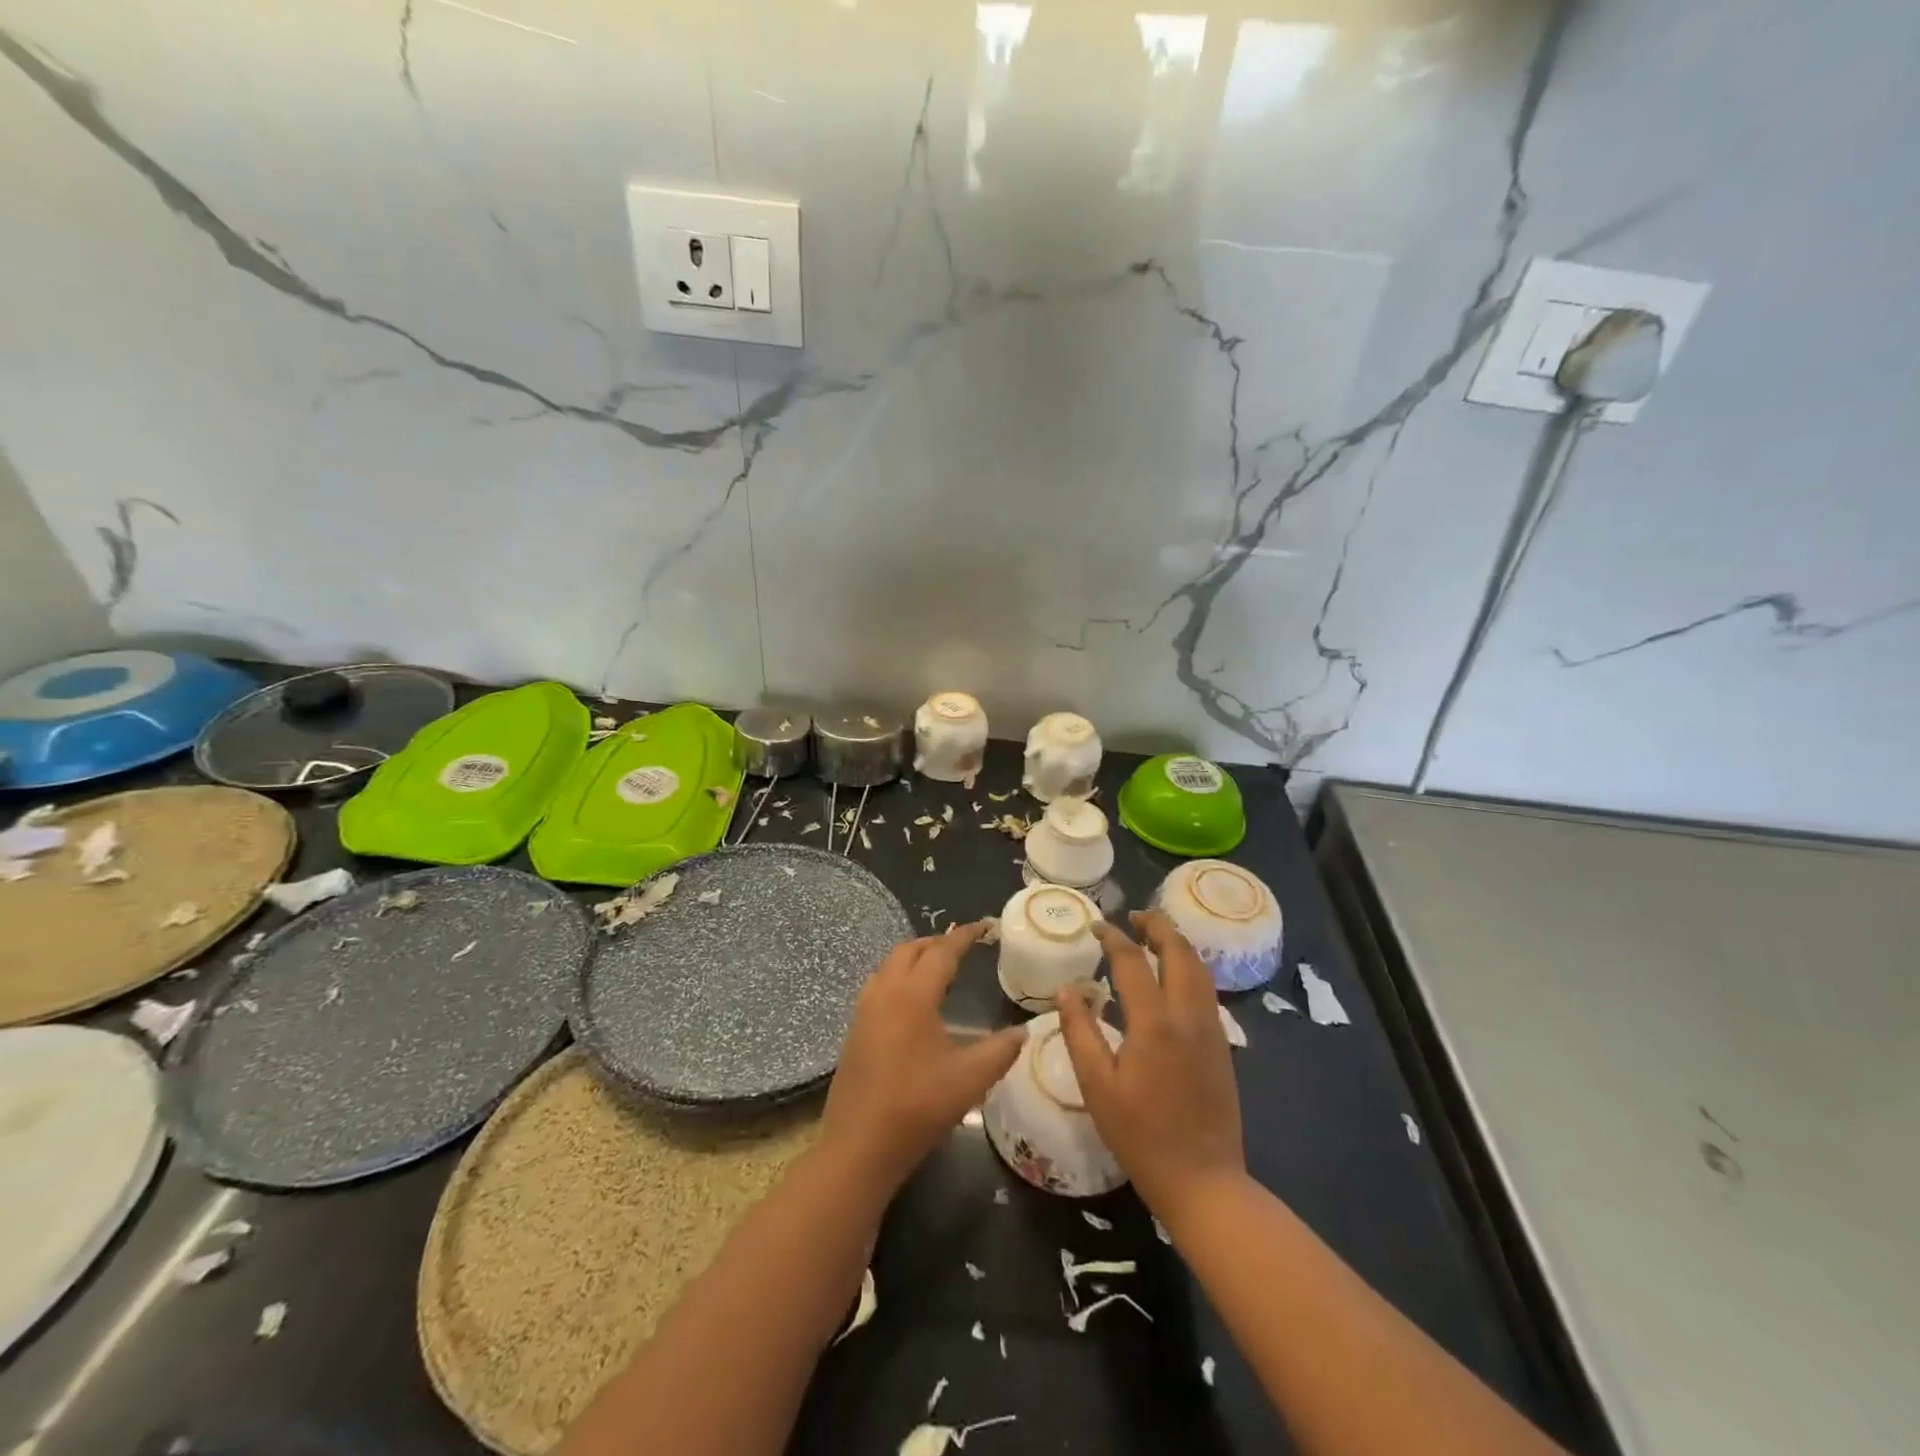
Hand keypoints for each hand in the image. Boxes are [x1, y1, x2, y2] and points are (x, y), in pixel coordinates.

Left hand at [823, 922, 1025, 1190]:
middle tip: (963, 947)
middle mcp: (885, 992)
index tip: (984, 926)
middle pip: (910, 949)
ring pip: (890, 965)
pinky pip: (878, 984)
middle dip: (937, 942)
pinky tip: (912, 1002)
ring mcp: (864, 1010)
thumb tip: (1023, 1031)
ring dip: (915, 957)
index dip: (964, 936)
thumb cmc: (917, 1108)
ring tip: (938, 968)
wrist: (858, 1147)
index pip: (942, 952)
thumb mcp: (970, 1080)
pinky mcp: (854, 1029)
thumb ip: (1000, 1050)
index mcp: (913, 996)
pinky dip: (899, 976)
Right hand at [1055, 911, 1245, 1225]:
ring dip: (1177, 943)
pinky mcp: (1222, 1045)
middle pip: (1179, 952)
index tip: (1096, 926)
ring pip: (1200, 968)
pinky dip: (1190, 967)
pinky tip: (1173, 976)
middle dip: (1157, 926)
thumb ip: (1079, 1031)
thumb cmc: (1141, 1135)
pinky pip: (1207, 989)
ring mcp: (1211, 1029)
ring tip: (1154, 935)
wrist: (1204, 1180)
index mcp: (1154, 1023)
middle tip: (1134, 916)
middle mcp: (1188, 1016)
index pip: (1132, 961)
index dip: (1113, 937)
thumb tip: (1067, 988)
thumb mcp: (1097, 1086)